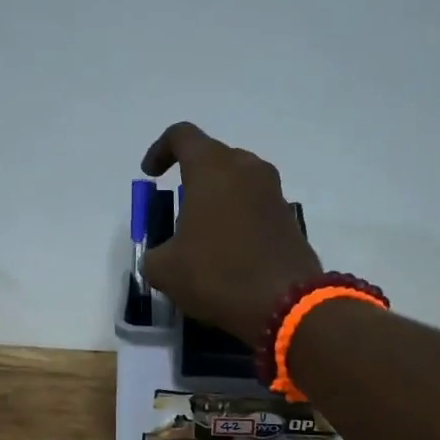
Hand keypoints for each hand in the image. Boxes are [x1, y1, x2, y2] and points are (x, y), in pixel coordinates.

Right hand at [141, 122, 322, 347]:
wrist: (284, 303)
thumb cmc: (216, 274)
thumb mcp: (165, 270)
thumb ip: (154, 254)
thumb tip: (160, 256)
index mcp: (212, 168)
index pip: (182, 136)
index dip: (160, 150)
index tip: (151, 176)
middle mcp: (247, 169)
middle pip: (214, 157)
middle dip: (192, 177)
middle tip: (178, 208)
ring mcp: (273, 192)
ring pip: (238, 181)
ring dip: (218, 198)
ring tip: (202, 232)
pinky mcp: (288, 218)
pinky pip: (255, 205)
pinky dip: (238, 218)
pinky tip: (228, 251)